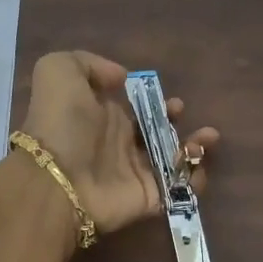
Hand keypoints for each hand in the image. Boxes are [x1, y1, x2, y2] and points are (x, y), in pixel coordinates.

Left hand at [17, 51, 219, 234]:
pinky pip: (179, 190)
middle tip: (180, 112)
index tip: (166, 96)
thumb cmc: (60, 121)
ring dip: (195, 147)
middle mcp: (120, 144)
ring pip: (174, 160)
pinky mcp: (148, 198)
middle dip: (175, 120)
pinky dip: (195, 178)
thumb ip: (90, 64)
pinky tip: (198, 162)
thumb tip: (122, 77)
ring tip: (206, 138)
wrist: (56, 177)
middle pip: (156, 132)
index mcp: (102, 115)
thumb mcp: (59, 70)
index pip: (133, 107)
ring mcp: (135, 173)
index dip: (153, 100)